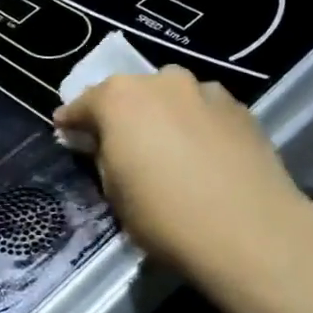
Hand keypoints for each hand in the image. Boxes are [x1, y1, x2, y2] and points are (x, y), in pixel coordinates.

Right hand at [53, 67, 309, 274]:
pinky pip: (204, 112)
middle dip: (121, 115)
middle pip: (131, 94)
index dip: (72, 121)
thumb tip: (100, 144)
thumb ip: (102, 157)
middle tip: (118, 143)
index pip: (84, 104)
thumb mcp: (113, 190)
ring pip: (172, 98)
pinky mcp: (242, 110)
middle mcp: (162, 82)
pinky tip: (201, 154)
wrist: (248, 231)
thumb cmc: (162, 213)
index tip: (64, 132)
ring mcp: (206, 91)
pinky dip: (196, 125)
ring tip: (165, 147)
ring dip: (162, 116)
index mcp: (119, 98)